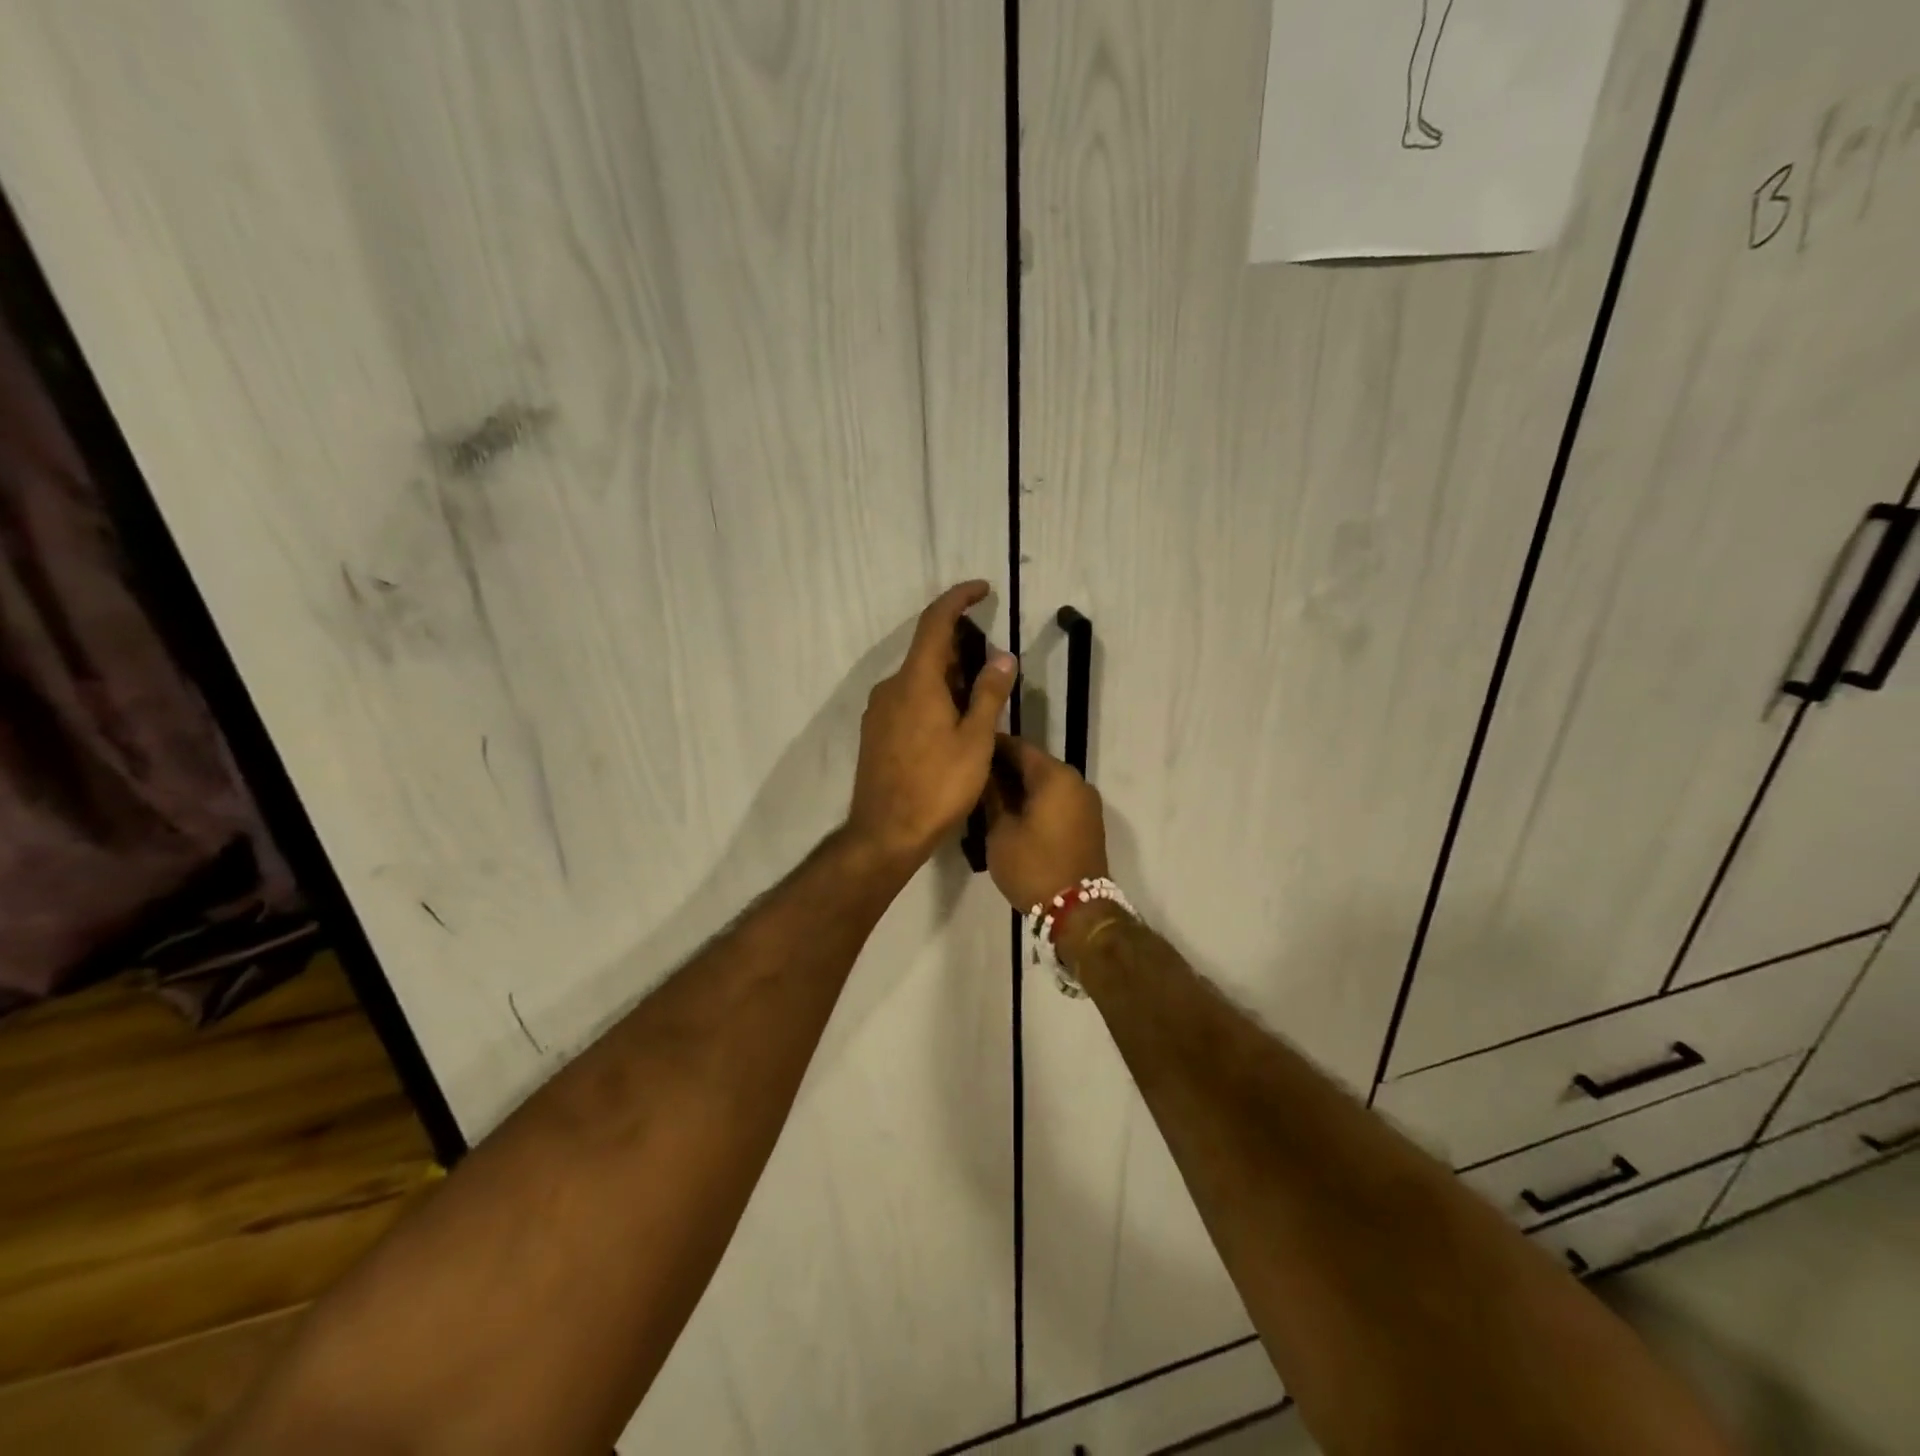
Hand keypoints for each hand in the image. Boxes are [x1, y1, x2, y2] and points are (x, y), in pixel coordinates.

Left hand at [846, 581, 1016, 866]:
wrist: (886, 833)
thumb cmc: (938, 786)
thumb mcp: (975, 740)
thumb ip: (989, 694)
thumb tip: (1003, 656)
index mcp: (916, 681)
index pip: (935, 622)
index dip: (958, 599)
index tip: (982, 588)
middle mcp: (891, 687)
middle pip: (926, 651)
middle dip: (960, 647)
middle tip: (992, 663)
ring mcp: (878, 711)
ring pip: (916, 678)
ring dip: (947, 676)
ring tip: (978, 697)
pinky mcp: (874, 733)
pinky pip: (906, 699)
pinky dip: (931, 696)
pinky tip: (950, 722)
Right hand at [984, 736, 1107, 910]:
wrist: (1078, 911)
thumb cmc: (1033, 866)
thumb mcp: (1001, 831)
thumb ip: (992, 796)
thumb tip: (985, 775)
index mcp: (1055, 776)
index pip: (1018, 747)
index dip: (992, 747)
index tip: (969, 750)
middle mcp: (1075, 781)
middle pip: (1034, 764)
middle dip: (1005, 768)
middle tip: (974, 777)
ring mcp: (1085, 802)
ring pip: (1046, 783)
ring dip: (1020, 786)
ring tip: (988, 796)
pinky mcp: (1087, 822)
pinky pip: (1057, 800)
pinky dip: (1036, 801)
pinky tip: (1012, 812)